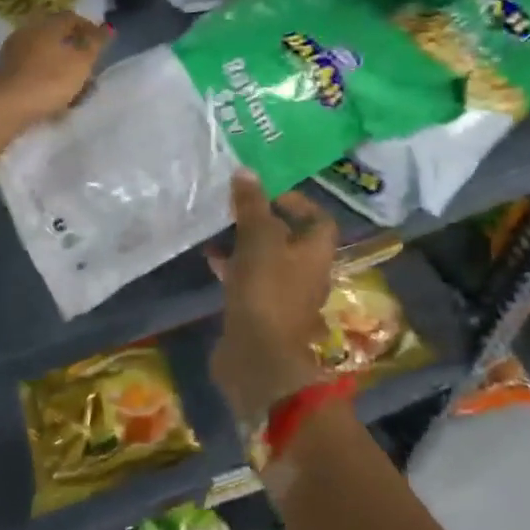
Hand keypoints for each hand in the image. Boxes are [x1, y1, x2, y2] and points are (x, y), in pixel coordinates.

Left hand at [0, 11, 111, 135]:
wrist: (2, 106)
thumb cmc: (49, 80)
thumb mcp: (81, 62)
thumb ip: (96, 44)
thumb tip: (108, 27)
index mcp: (48, 25)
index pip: (71, 17)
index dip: (88, 29)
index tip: (101, 46)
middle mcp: (28, 32)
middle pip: (56, 36)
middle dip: (73, 51)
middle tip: (88, 68)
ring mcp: (12, 52)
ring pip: (43, 55)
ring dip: (59, 67)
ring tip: (72, 88)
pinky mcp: (2, 73)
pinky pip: (30, 71)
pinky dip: (44, 79)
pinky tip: (51, 96)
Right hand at [207, 173, 338, 425]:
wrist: (258, 357)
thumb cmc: (267, 290)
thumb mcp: (258, 238)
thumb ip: (252, 205)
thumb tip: (246, 172)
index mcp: (316, 252)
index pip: (318, 218)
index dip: (296, 201)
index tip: (267, 192)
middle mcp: (307, 273)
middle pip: (289, 238)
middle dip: (264, 221)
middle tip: (237, 206)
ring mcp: (284, 296)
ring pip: (267, 259)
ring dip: (246, 243)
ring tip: (219, 227)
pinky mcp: (261, 313)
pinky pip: (250, 281)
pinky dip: (234, 268)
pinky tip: (211, 259)